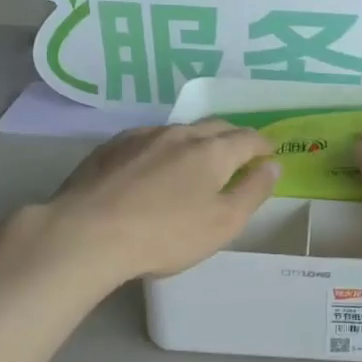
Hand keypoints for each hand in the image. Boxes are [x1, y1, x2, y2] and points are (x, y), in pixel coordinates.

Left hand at [9, 122, 280, 290]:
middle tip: (239, 152)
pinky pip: (148, 139)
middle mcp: (179, 134)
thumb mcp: (223, 223)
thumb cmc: (166, 234)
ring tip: (197, 158)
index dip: (263, 145)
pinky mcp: (111, 148)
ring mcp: (142, 137)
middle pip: (215, 126)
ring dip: (196, 140)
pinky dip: (163, 147)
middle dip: (233, 137)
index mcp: (212, 151)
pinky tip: (154, 164)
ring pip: (180, 130)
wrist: (88, 233)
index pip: (247, 139)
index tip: (269, 152)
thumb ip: (252, 192)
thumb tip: (273, 165)